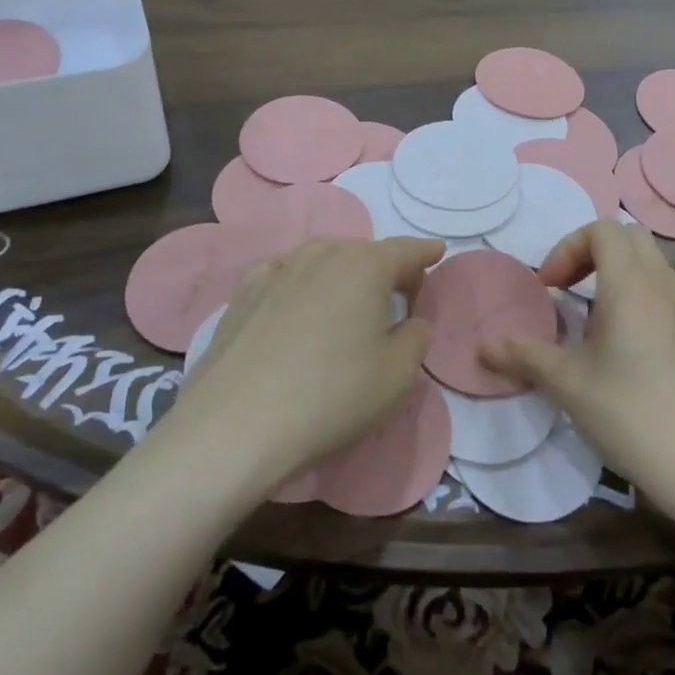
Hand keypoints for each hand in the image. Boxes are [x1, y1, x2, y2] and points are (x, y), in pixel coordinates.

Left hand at [177, 236, 443, 488]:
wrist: (237, 423)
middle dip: (384, 265)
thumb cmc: (332, 396)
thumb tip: (413, 322)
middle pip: (362, 251)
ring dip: (341, 270)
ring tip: (349, 295)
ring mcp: (275, 272)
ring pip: (320, 258)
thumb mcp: (397, 376)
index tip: (437, 252)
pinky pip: (283, 275)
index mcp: (364, 267)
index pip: (404, 250)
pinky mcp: (242, 296)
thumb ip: (415, 339)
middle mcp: (320, 256)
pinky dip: (300, 281)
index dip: (424, 252)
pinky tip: (297, 301)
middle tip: (399, 290)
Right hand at [481, 221, 674, 516]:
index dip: (568, 247)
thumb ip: (523, 357)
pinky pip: (665, 295)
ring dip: (616, 274)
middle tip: (567, 290)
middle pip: (631, 237)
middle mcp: (664, 290)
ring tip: (591, 318)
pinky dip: (638, 298)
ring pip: (652, 265)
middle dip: (591, 252)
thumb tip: (482, 346)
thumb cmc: (630, 417)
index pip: (604, 229)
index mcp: (632, 289)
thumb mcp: (567, 386)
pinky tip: (624, 349)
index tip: (549, 287)